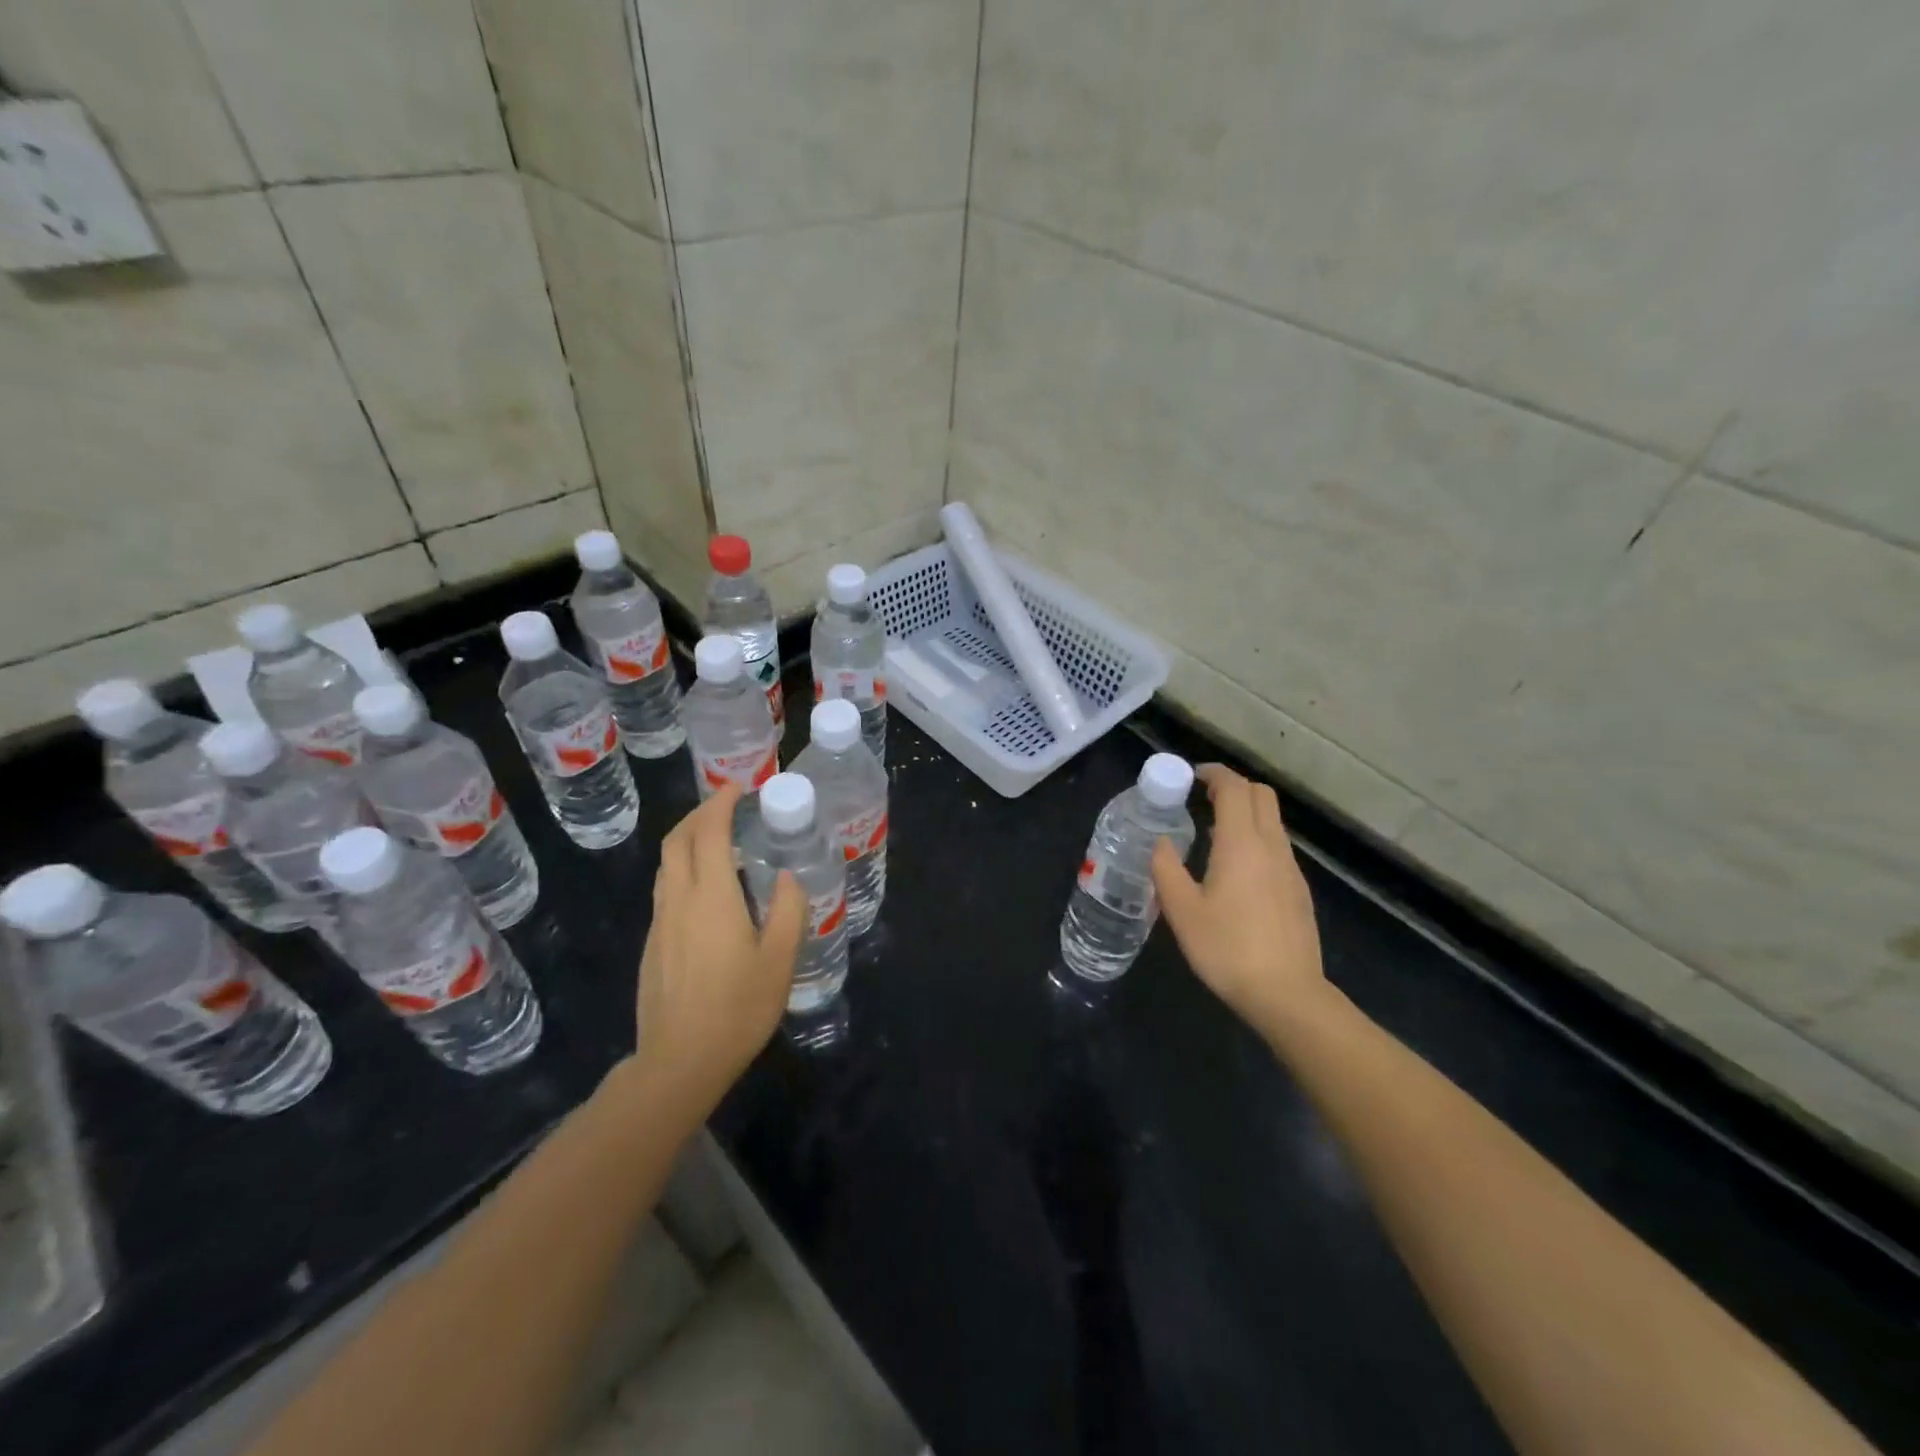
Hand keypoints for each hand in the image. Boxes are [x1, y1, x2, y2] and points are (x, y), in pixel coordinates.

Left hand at [633, 783, 804, 1112]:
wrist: (679, 1062)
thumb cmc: (737, 1009)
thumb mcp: (780, 960)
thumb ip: (789, 911)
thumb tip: (789, 877)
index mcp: (711, 897)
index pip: (709, 833)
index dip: (721, 803)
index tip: (739, 788)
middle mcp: (678, 900)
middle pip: (677, 841)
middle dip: (699, 814)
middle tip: (727, 806)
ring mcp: (659, 923)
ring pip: (666, 865)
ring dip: (687, 840)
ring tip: (717, 841)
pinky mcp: (651, 945)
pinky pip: (665, 890)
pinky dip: (683, 869)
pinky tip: (706, 891)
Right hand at [1152, 764, 1331, 1042]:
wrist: (1287, 994)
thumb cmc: (1227, 949)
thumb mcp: (1182, 911)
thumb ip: (1166, 869)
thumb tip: (1161, 842)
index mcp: (1241, 844)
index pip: (1234, 788)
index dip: (1214, 774)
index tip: (1191, 776)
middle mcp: (1271, 847)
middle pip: (1261, 795)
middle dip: (1233, 786)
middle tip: (1202, 797)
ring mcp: (1290, 868)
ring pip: (1272, 820)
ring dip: (1246, 812)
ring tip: (1213, 832)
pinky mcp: (1298, 890)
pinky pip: (1277, 846)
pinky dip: (1256, 837)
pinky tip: (1235, 868)